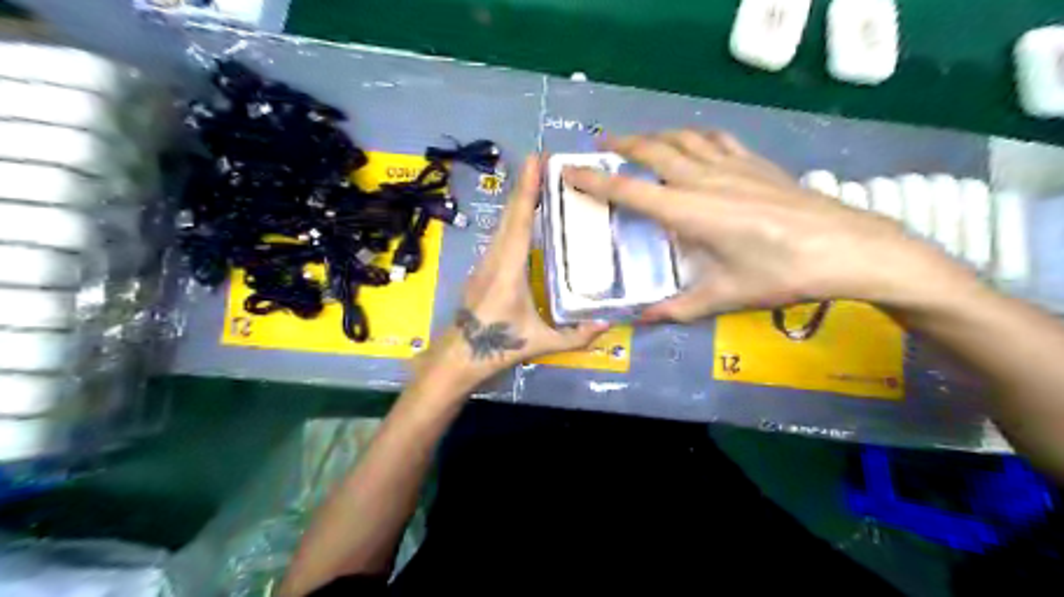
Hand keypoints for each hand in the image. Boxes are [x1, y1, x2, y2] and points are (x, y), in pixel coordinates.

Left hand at [417, 158, 611, 392]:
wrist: (459, 354)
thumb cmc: (498, 345)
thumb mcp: (540, 343)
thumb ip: (576, 335)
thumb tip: (610, 322)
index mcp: (509, 269)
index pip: (520, 221)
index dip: (528, 190)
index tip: (536, 160)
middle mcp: (495, 256)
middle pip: (510, 213)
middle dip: (526, 184)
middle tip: (545, 160)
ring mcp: (486, 260)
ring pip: (504, 221)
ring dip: (520, 198)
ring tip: (540, 179)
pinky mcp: (484, 266)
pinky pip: (501, 232)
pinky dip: (515, 215)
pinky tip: (527, 212)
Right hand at [566, 129, 970, 320]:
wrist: (848, 248)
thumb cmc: (781, 274)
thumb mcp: (724, 297)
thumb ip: (678, 308)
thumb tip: (642, 320)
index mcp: (690, 212)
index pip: (630, 191)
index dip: (595, 180)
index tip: (570, 170)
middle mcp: (705, 180)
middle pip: (654, 151)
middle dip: (622, 145)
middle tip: (600, 145)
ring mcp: (733, 166)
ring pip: (684, 138)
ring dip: (656, 135)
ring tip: (639, 140)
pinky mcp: (756, 163)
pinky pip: (716, 139)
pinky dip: (694, 136)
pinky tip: (694, 142)